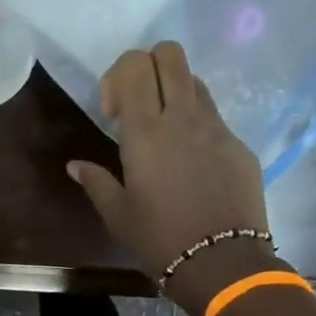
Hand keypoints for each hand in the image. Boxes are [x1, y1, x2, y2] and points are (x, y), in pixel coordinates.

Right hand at [67, 43, 274, 313]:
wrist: (222, 262)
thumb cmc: (159, 238)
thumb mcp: (117, 213)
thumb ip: (95, 181)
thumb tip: (75, 165)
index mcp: (146, 130)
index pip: (134, 64)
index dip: (118, 77)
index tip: (114, 114)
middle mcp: (183, 117)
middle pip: (170, 54)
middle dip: (149, 66)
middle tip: (140, 105)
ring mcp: (217, 128)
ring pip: (194, 80)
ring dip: (174, 92)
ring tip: (166, 131)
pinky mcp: (239, 145)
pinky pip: (215, 116)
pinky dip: (198, 125)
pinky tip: (193, 164)